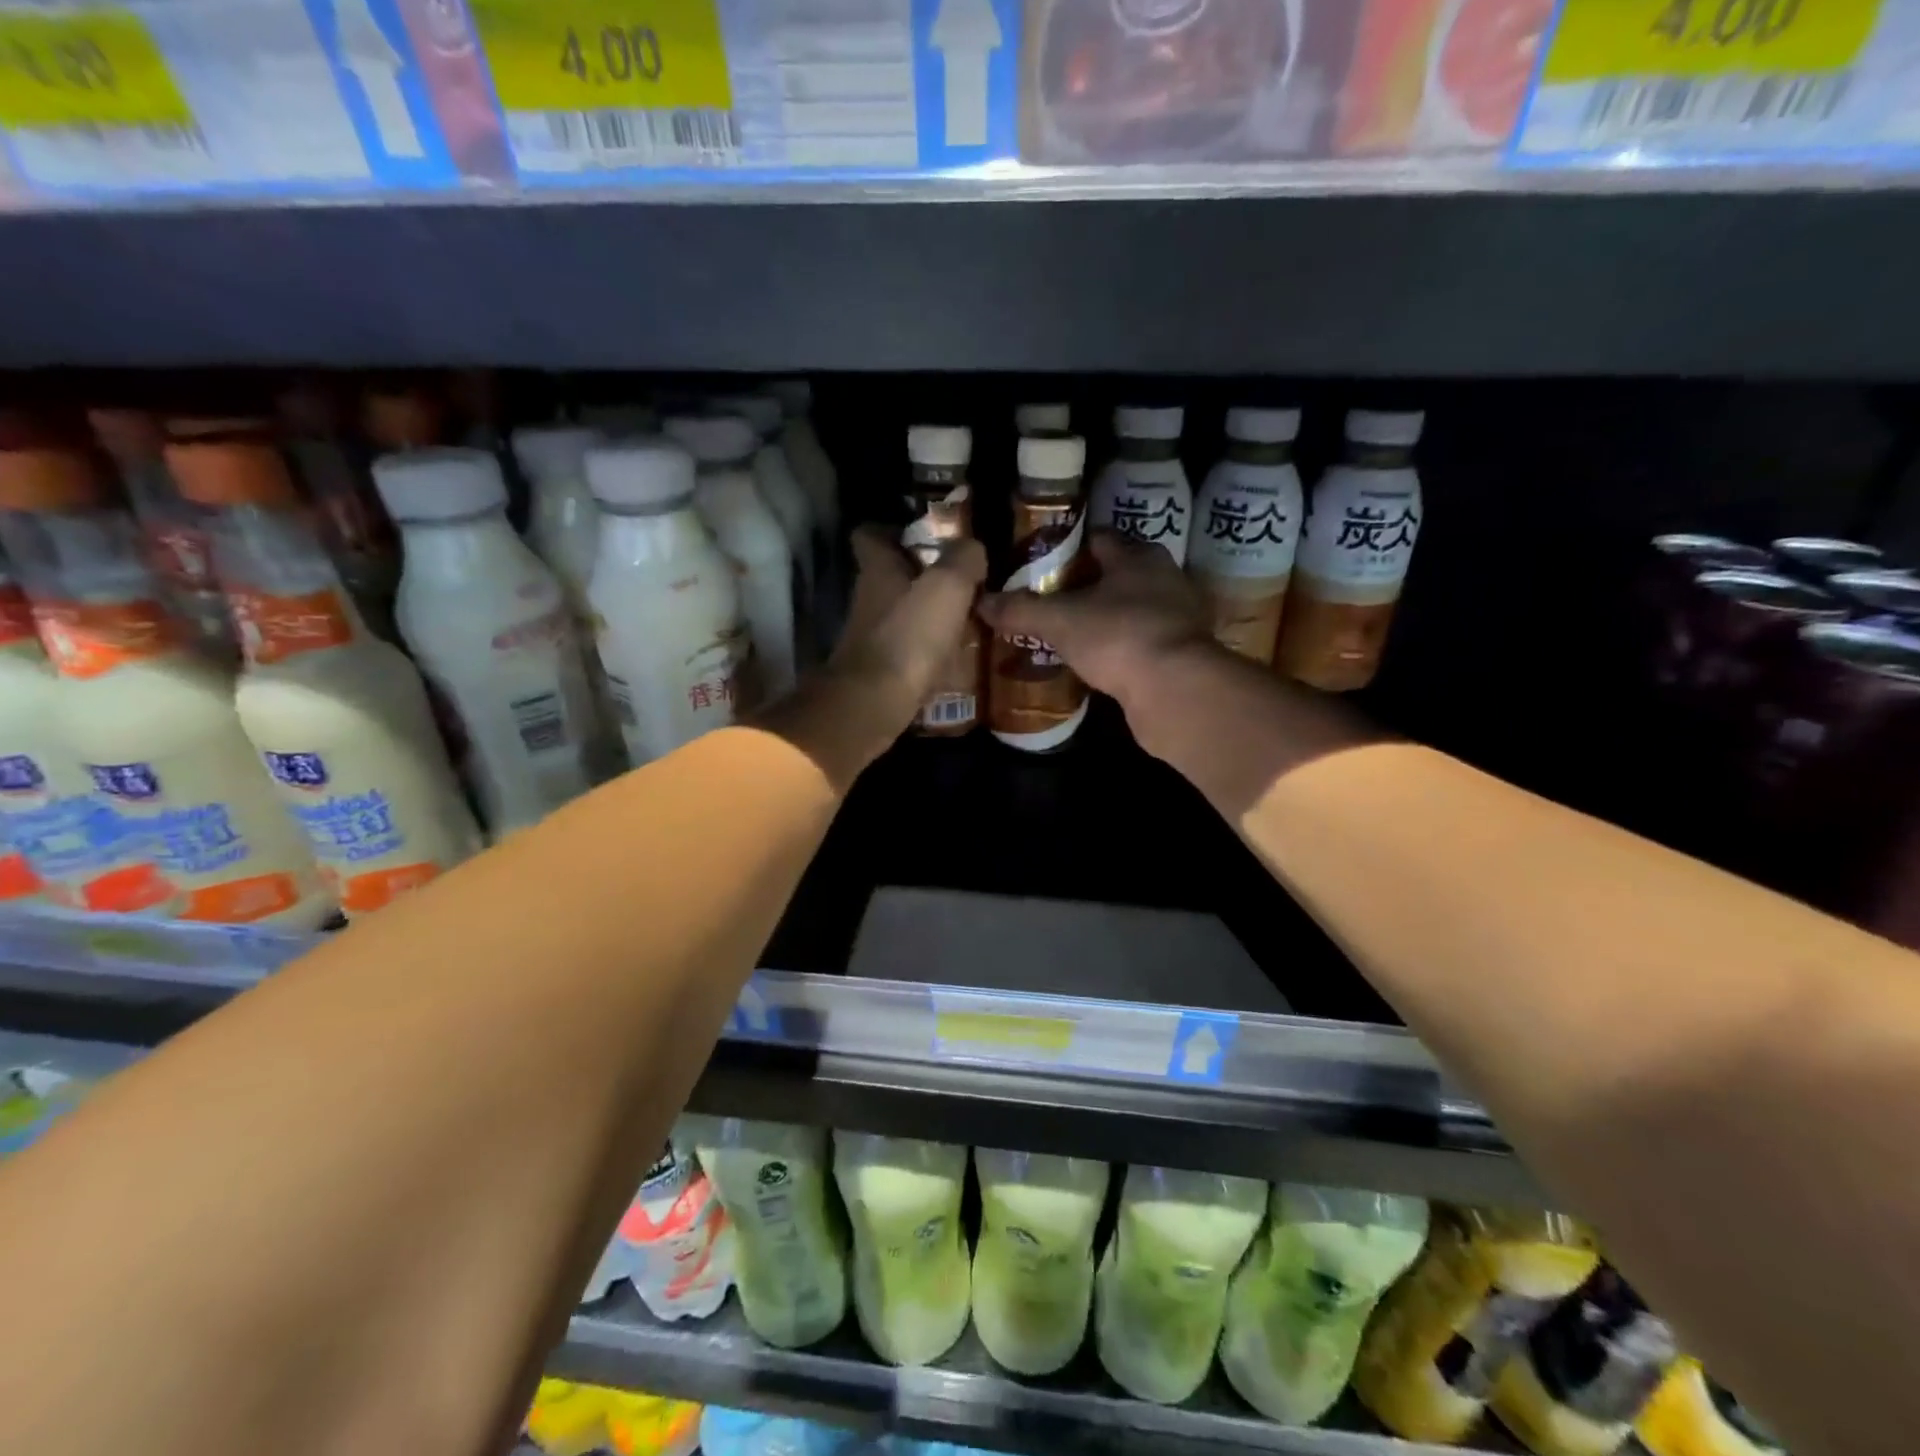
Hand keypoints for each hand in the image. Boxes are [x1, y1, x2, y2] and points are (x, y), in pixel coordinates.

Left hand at [828, 525, 986, 731]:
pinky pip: (906, 649)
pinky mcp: (878, 670)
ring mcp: (869, 637)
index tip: (922, 535)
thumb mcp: (947, 586)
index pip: (870, 535)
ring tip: (965, 618)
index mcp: (877, 570)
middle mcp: (867, 599)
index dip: (892, 530)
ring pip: (900, 614)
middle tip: (959, 580)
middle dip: (920, 575)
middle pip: (889, 576)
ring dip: (926, 614)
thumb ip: (963, 560)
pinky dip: (926, 649)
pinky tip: (953, 655)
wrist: (874, 703)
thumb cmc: (909, 635)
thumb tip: (972, 548)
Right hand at [977, 530, 1217, 706]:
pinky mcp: (1181, 654)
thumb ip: (1021, 609)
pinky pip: (1140, 643)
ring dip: (1103, 620)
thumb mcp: (1059, 621)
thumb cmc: (1119, 637)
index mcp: (1138, 556)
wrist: (1176, 691)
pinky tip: (1094, 663)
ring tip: (1066, 634)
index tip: (1038, 564)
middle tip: (1046, 601)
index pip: (1097, 539)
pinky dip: (1118, 649)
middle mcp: (1164, 579)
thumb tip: (981, 601)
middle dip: (1083, 587)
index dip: (1067, 549)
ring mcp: (1178, 618)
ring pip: (1130, 610)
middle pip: (1115, 575)